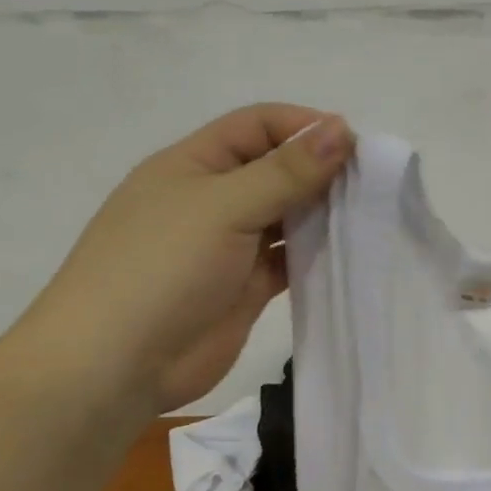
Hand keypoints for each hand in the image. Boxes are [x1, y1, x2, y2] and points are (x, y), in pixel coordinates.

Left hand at [21, 104, 351, 410]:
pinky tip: (348, 254)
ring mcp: (229, 247)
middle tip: (373, 185)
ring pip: (285, 218)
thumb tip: (341, 129)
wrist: (117, 364)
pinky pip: (288, 261)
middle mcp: (212, 200)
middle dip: (320, 171)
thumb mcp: (223, 207)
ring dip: (322, 214)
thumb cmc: (162, 269)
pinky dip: (316, 255)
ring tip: (370, 216)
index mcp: (194, 164)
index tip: (356, 146)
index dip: (304, 127)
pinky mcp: (244, 289)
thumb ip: (285, 172)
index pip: (257, 126)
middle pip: (275, 170)